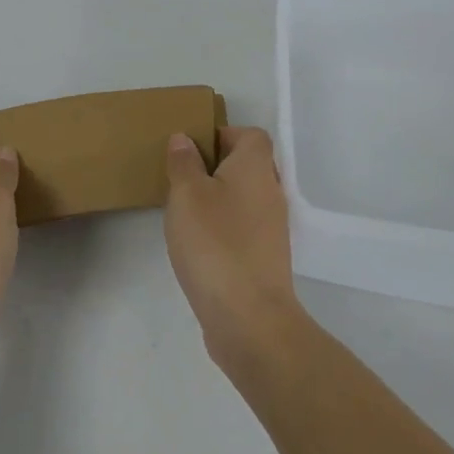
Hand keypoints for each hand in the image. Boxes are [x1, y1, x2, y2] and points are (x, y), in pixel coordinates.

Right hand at [164, 126, 305, 376]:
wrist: (249, 318)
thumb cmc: (215, 243)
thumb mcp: (186, 194)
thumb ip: (184, 163)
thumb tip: (184, 139)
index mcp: (256, 168)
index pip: (251, 135)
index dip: (223, 134)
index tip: (192, 150)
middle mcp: (271, 192)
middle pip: (248, 165)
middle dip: (216, 167)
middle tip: (182, 179)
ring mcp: (272, 228)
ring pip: (245, 197)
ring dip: (218, 198)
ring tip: (184, 212)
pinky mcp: (266, 258)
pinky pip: (244, 227)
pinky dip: (224, 227)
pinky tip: (198, 244)